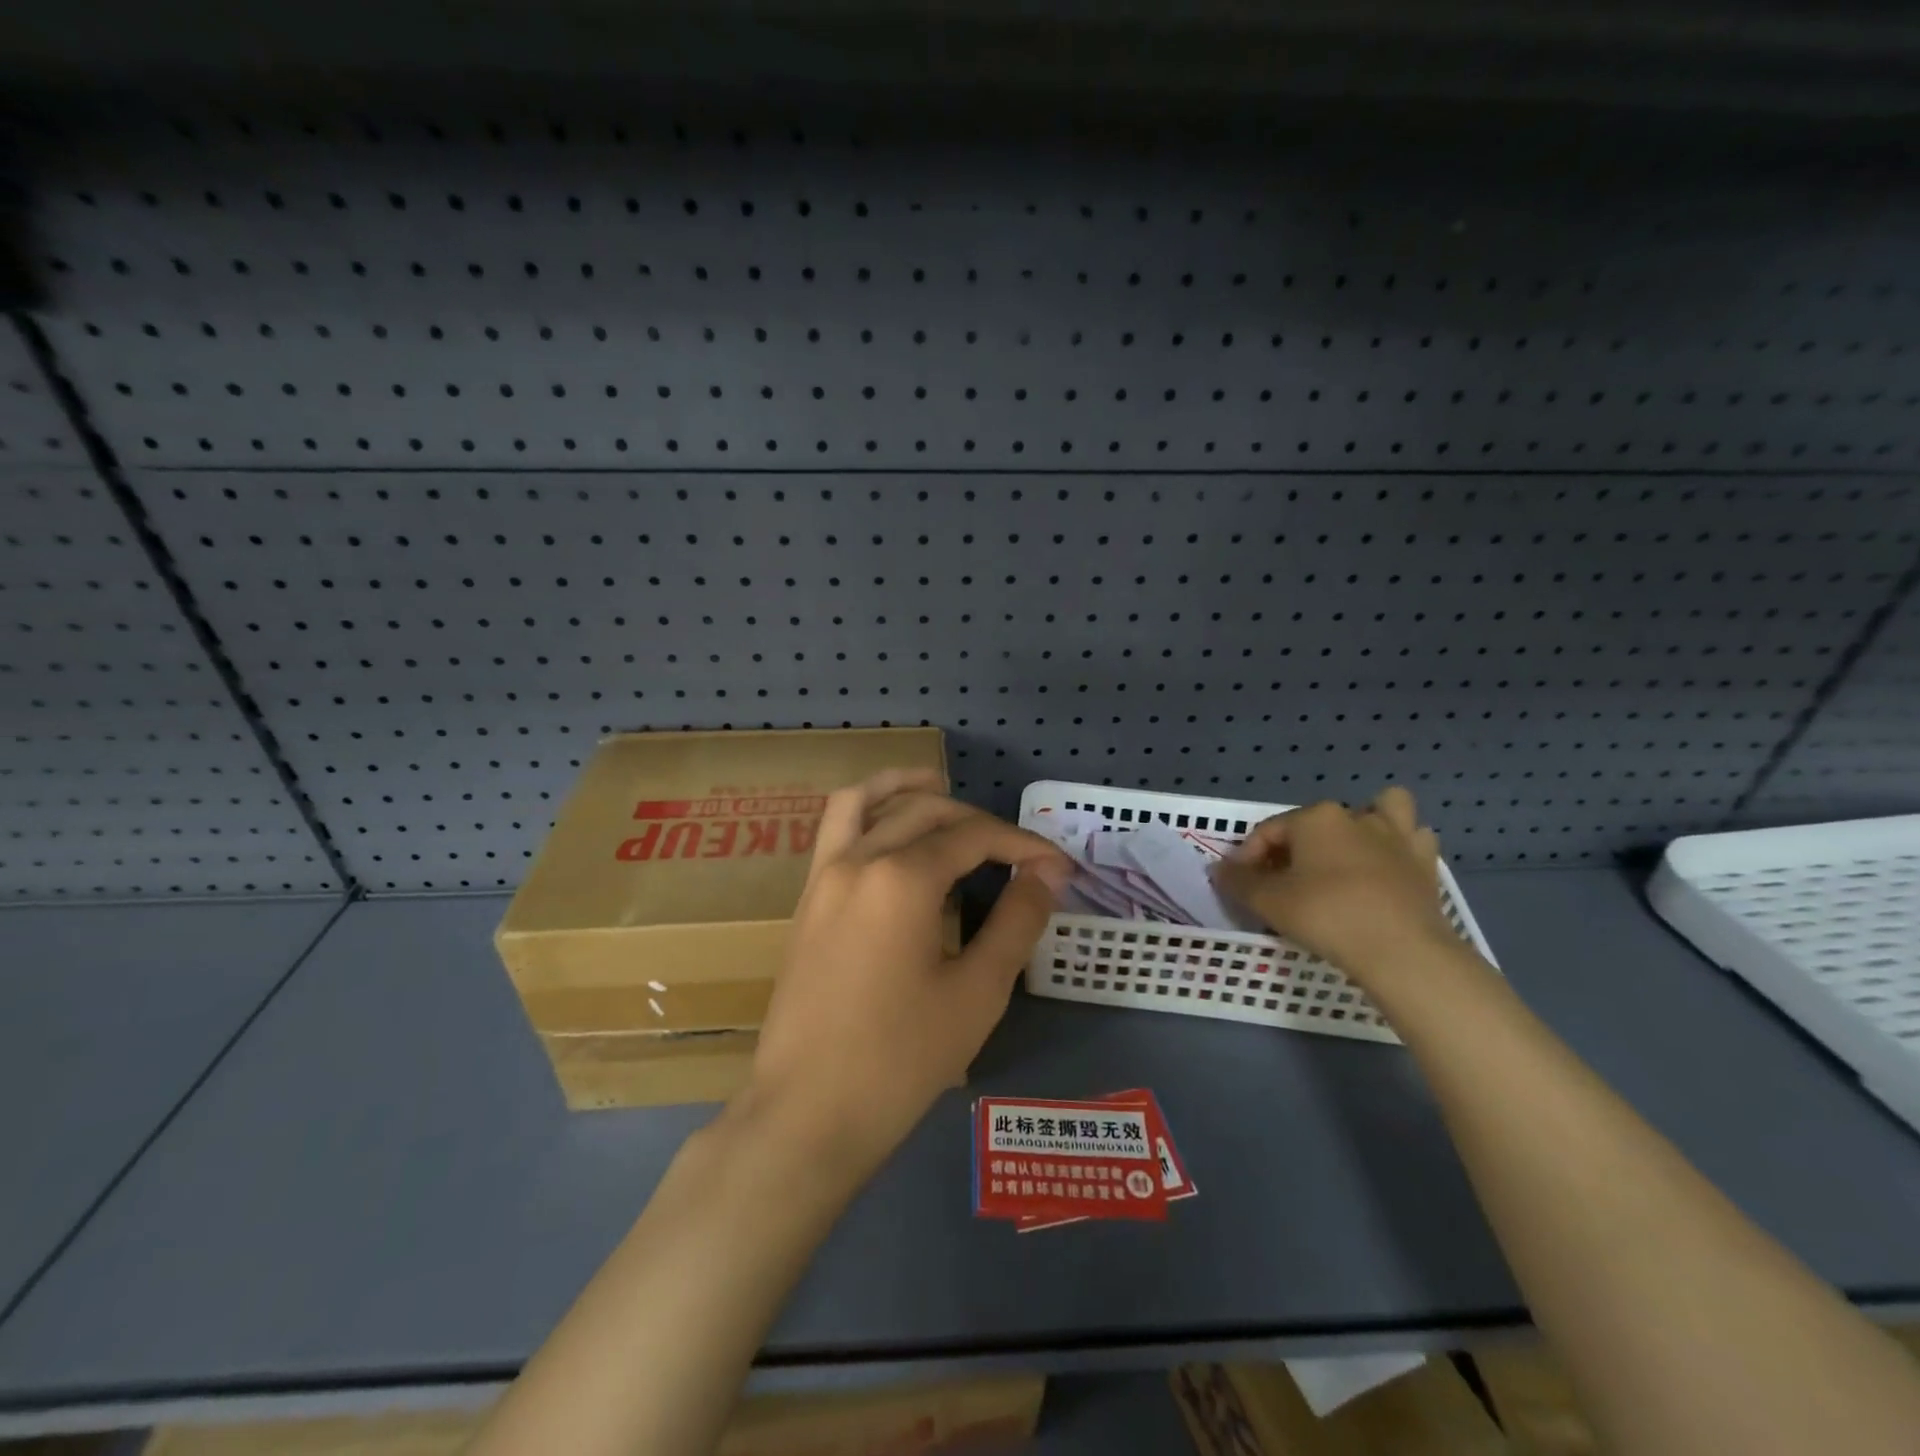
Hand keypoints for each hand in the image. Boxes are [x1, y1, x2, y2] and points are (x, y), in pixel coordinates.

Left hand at [742, 769, 1072, 1177]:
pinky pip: (835, 829)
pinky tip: (892, 832)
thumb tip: (1046, 873)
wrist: (808, 1113)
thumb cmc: (901, 1059)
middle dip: (978, 822)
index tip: (1058, 868)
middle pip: (926, 812)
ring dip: (906, 787)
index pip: (973, 837)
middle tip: (1017, 854)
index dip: (1022, 845)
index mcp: (902, 878)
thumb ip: (1016, 921)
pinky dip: (867, 810)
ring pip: (866, 801)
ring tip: (940, 785)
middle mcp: (858, 859)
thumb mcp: (977, 992)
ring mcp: (823, 875)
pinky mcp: (807, 899)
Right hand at [1211, 786, 1458, 983]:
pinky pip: (1413, 839)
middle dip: (1295, 847)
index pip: (1268, 831)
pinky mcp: (1425, 863)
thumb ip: (1239, 881)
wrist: (1402, 951)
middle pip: (1313, 824)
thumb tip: (1218, 868)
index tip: (1240, 886)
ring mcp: (1396, 836)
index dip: (1248, 858)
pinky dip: (1400, 846)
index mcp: (1314, 818)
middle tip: (1283, 881)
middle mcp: (1355, 816)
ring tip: (1347, 853)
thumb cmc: (1327, 915)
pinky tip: (1387, 866)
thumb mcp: (1268, 901)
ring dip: (1364, 823)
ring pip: (1380, 809)